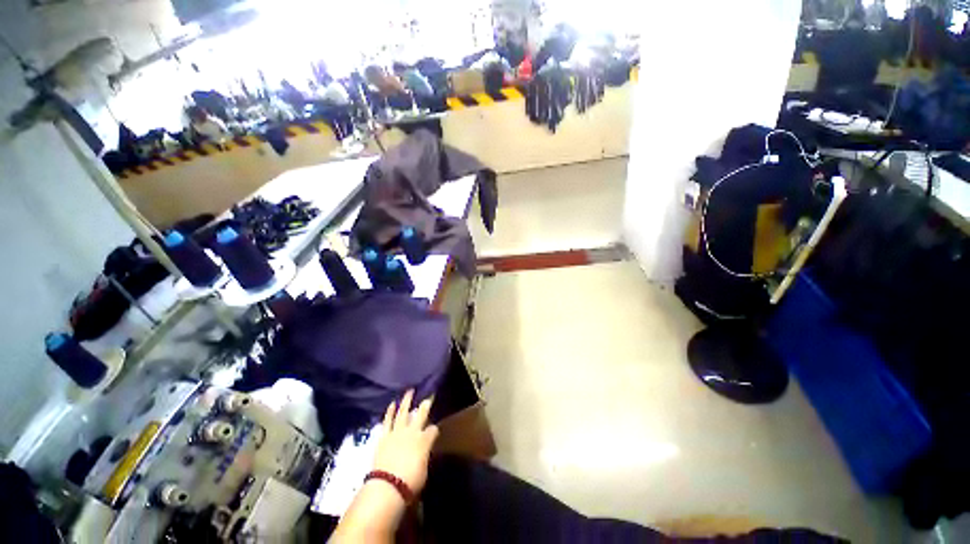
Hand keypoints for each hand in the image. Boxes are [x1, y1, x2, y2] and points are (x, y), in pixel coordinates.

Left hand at [373, 389, 438, 495]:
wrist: (387, 486)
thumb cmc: (410, 482)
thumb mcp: (423, 470)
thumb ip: (424, 456)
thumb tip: (423, 452)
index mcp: (425, 440)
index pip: (433, 430)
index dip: (434, 430)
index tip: (434, 431)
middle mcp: (413, 431)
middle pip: (421, 414)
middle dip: (426, 404)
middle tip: (429, 396)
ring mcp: (398, 432)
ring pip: (404, 412)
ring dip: (407, 401)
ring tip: (410, 391)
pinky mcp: (385, 436)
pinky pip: (388, 421)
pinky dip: (390, 412)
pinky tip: (392, 404)